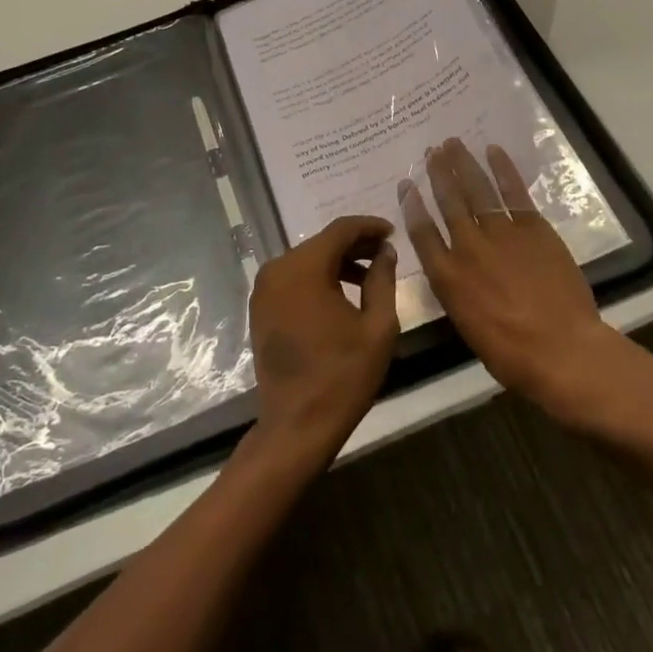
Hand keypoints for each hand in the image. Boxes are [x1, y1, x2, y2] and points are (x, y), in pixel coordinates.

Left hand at [248, 215, 399, 460]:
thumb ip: (382, 280)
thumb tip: (385, 251)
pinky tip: (342, 295)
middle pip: (322, 243)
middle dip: (355, 246)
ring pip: (307, 260)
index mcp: (304, 268)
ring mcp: (264, 289)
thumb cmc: (343, 375)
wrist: (297, 424)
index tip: (392, 232)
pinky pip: (293, 279)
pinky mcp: (261, 308)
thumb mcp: (378, 326)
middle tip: (385, 254)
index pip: (340, 230)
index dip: (369, 227)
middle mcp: (277, 269)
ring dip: (337, 263)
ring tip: (369, 277)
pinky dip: (318, 279)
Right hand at [399, 138, 627, 418]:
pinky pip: (513, 192)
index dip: (412, 205)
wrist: (561, 350)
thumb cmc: (511, 353)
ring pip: (477, 190)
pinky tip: (492, 151)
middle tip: (431, 151)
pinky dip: (502, 169)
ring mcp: (501, 233)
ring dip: (463, 164)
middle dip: (438, 174)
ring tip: (452, 143)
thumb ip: (456, 290)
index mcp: (447, 277)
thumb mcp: (466, 325)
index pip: (422, 232)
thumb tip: (453, 269)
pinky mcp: (533, 228)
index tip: (406, 184)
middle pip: (448, 202)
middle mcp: (468, 247)